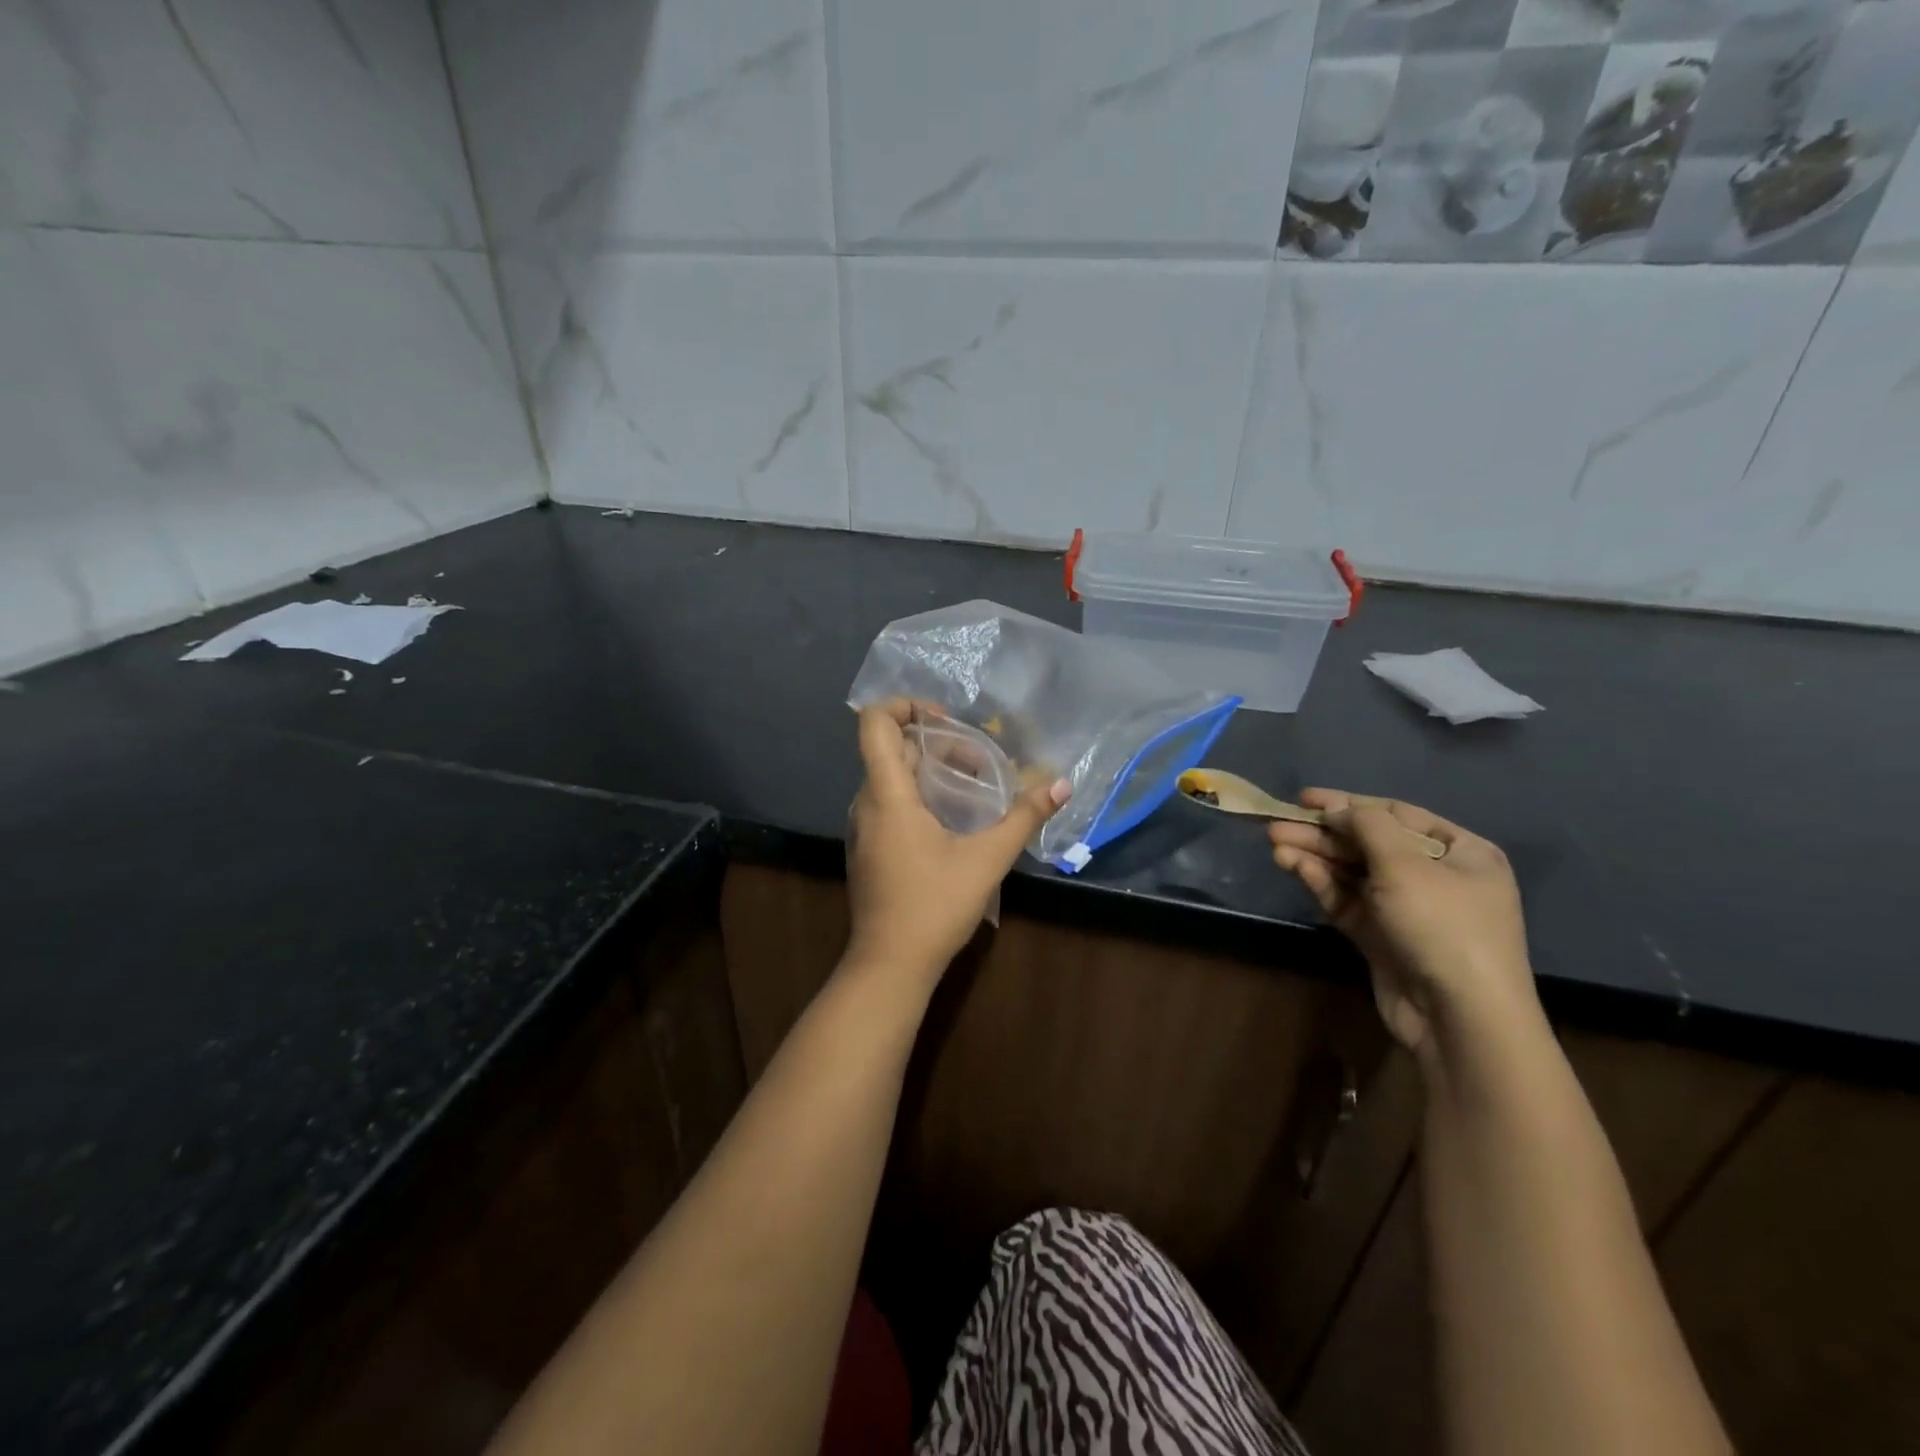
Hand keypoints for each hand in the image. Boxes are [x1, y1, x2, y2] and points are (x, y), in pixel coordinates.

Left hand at [845, 702, 1070, 988]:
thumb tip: (1061, 785)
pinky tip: (954, 821)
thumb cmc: (934, 906)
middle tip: (981, 763)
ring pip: (892, 778)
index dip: (905, 706)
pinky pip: (890, 803)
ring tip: (975, 789)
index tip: (946, 721)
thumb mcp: (987, 859)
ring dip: (931, 771)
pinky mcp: (869, 849)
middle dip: (938, 744)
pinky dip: (920, 796)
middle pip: (893, 749)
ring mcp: (863, 828)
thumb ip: (1024, 818)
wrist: (889, 966)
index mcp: (887, 795)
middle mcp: (867, 803)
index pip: (874, 723)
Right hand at [1269, 790, 1538, 1058]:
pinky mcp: (1382, 938)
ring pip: (1352, 873)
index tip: (1305, 799)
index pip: (1397, 815)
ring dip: (1315, 856)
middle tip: (1278, 824)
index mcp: (1461, 852)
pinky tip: (1292, 867)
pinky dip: (1321, 883)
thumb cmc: (1443, 925)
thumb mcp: (1406, 864)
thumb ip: (1367, 826)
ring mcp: (1407, 910)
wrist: (1460, 1017)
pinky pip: (1348, 901)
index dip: (1349, 804)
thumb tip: (1336, 809)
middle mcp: (1436, 876)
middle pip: (1368, 844)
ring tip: (1274, 844)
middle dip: (1323, 834)